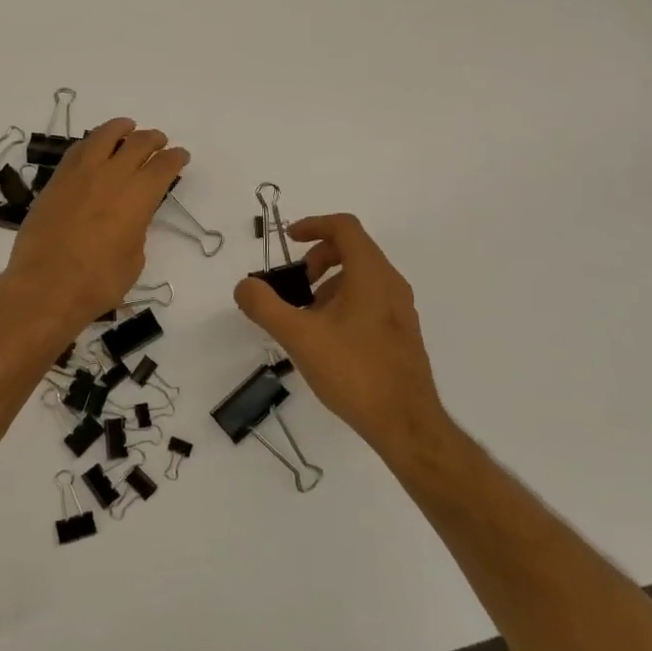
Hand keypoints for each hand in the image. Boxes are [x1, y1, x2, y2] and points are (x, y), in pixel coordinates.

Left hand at [3, 118, 188, 333]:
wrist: (45, 286)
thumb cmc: (98, 282)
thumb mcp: (133, 259)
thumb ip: (136, 229)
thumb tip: (130, 218)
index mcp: (138, 196)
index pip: (163, 166)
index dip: (175, 158)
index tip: (180, 156)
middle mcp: (111, 176)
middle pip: (137, 144)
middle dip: (153, 139)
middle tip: (159, 141)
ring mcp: (80, 174)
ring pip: (103, 137)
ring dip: (120, 129)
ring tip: (127, 127)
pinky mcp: (56, 180)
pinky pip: (77, 150)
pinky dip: (91, 143)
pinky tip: (94, 146)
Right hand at [233, 213, 448, 451]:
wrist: (407, 425)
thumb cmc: (354, 371)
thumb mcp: (298, 336)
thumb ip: (265, 306)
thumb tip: (245, 286)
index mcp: (371, 274)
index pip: (344, 227)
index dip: (313, 225)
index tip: (289, 241)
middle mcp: (391, 284)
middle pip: (353, 249)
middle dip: (318, 258)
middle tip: (295, 285)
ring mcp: (400, 310)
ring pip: (361, 277)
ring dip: (329, 284)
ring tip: (306, 317)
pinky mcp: (402, 334)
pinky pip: (370, 300)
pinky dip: (344, 303)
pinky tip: (327, 340)